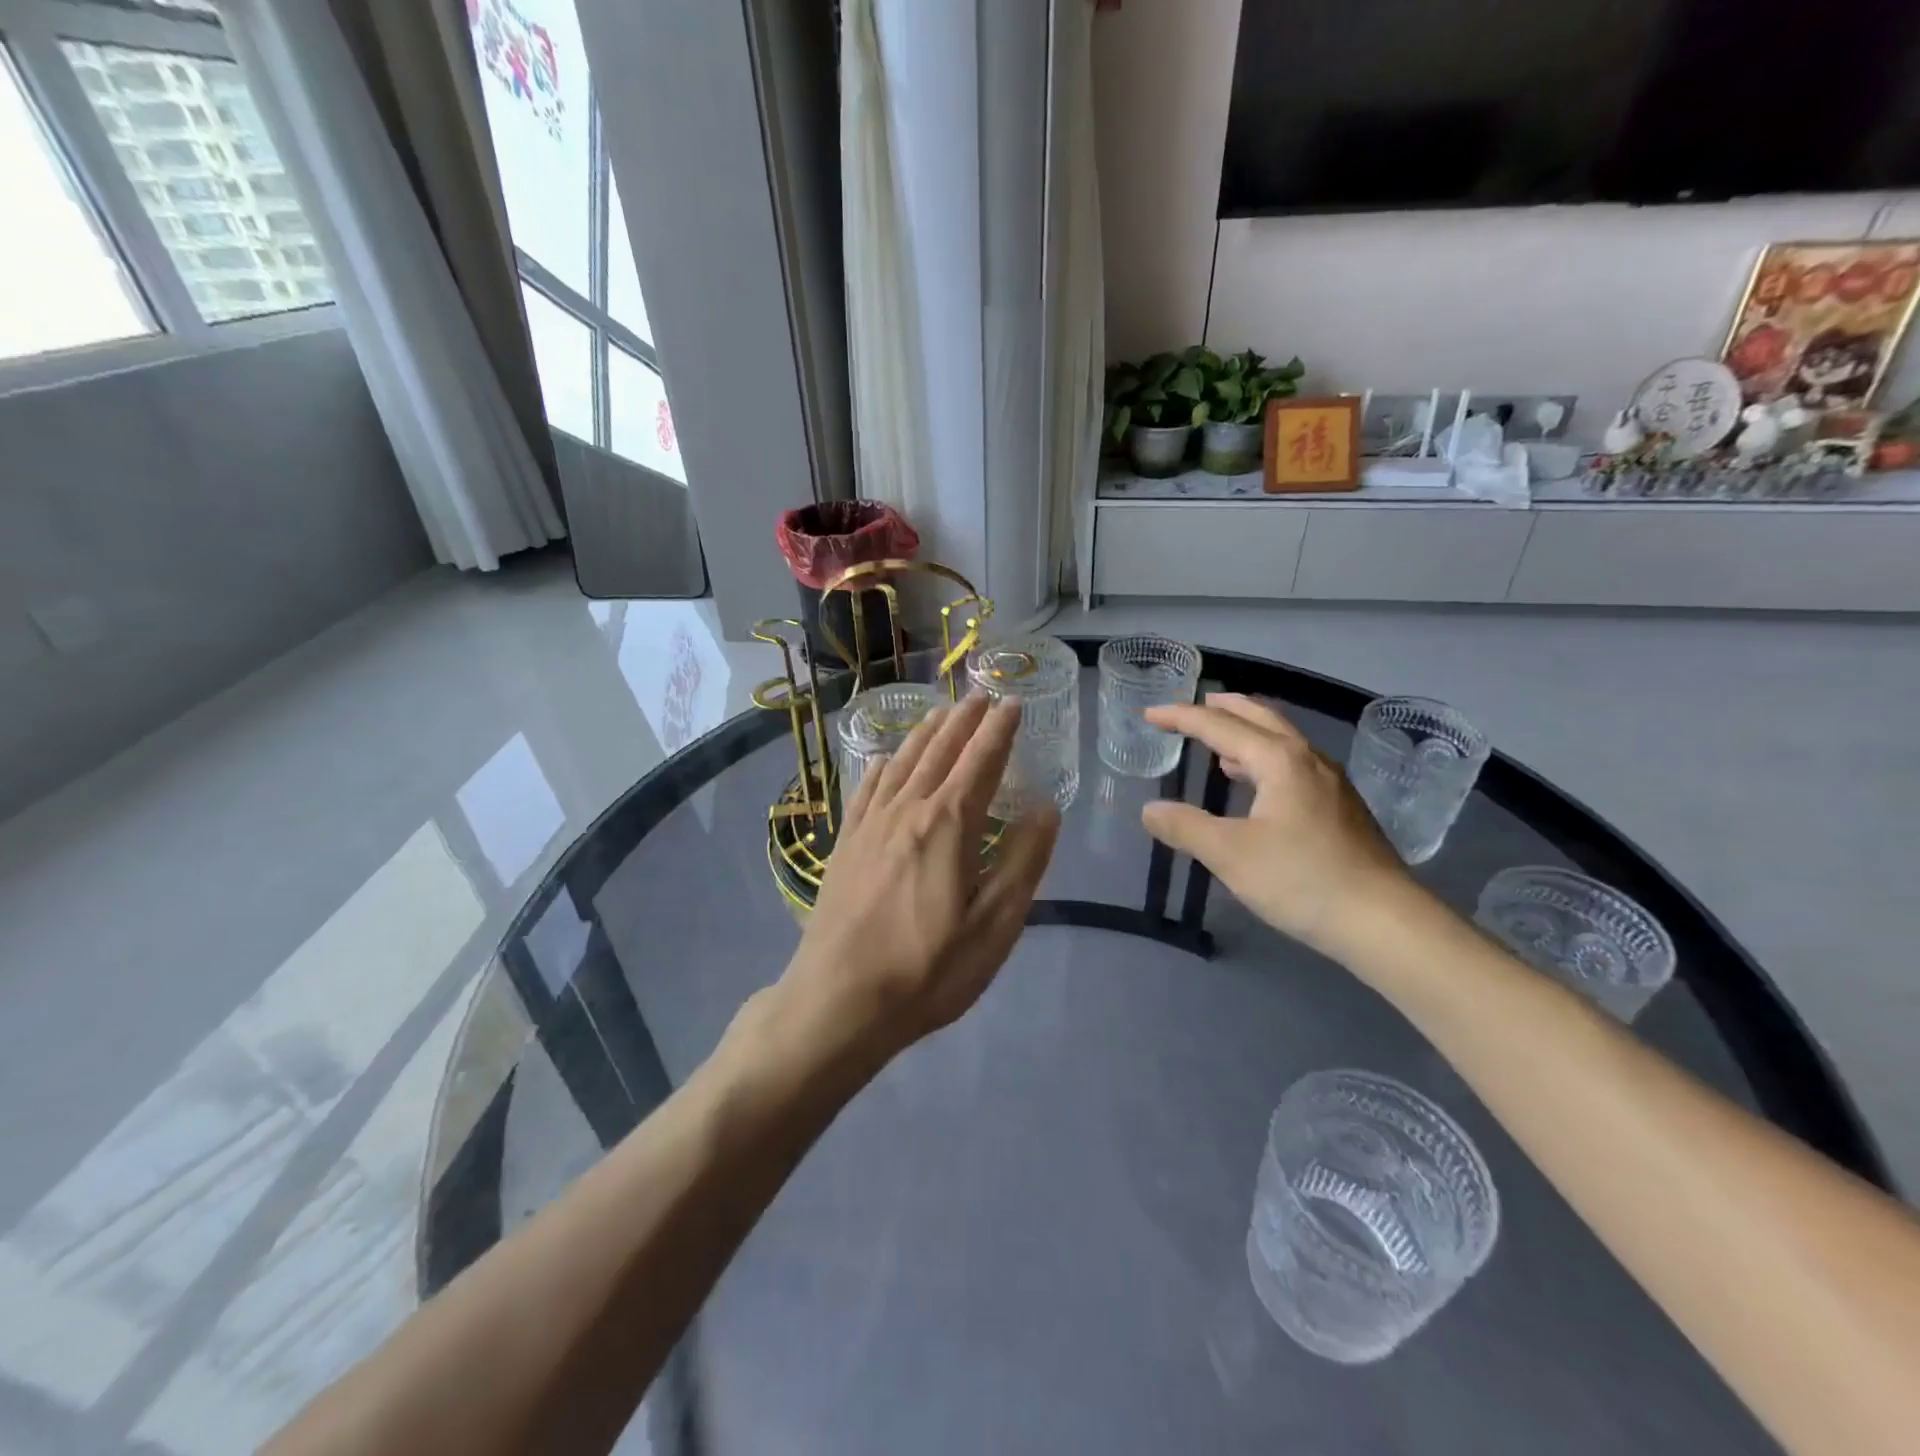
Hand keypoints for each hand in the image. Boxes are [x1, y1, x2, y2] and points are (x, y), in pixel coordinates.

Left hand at [773, 694, 1059, 1067]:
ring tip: (940, 713)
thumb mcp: (994, 926)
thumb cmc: (927, 969)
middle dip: (964, 720)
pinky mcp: (845, 844)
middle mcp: (907, 810)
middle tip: (981, 696)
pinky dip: (881, 766)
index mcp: (948, 824)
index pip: (981, 761)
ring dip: (925, 734)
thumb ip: (1022, 862)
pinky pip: (866, 789)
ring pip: (902, 762)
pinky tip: (883, 760)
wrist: (839, 999)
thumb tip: (1045, 808)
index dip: (999, 730)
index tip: (1013, 703)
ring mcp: (870, 825)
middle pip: (940, 752)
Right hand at [1139, 694, 1410, 958]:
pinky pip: (1294, 762)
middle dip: (1223, 708)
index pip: (1219, 726)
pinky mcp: (1341, 806)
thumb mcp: (1230, 855)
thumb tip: (1150, 810)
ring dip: (1246, 731)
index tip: (1149, 715)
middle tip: (1193, 706)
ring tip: (1219, 741)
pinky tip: (1257, 783)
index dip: (1181, 717)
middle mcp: (1307, 759)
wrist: (1383, 921)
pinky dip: (1265, 757)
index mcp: (1279, 760)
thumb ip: (1185, 828)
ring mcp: (1330, 782)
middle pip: (1260, 717)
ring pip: (1282, 739)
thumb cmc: (1301, 879)